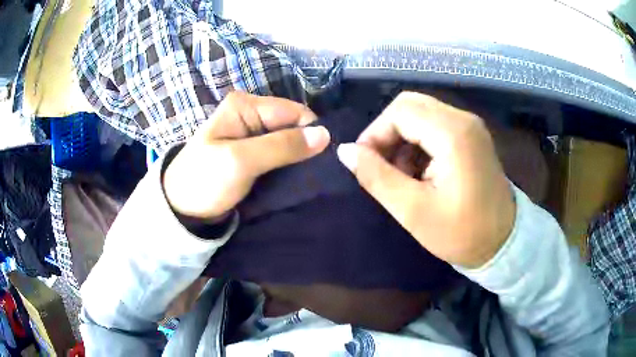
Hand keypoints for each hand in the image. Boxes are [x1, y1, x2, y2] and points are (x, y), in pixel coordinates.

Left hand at [163, 92, 329, 220]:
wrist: (183, 210)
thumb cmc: (205, 181)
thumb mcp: (240, 161)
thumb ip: (282, 146)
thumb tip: (325, 135)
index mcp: (245, 105)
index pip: (293, 112)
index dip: (310, 133)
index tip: (322, 160)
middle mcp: (251, 114)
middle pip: (292, 125)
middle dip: (305, 147)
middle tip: (316, 174)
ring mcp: (252, 134)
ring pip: (289, 141)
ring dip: (299, 159)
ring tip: (308, 179)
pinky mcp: (253, 154)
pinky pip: (280, 155)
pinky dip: (289, 166)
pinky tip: (296, 179)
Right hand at [337, 92, 514, 267]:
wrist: (502, 242)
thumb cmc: (461, 233)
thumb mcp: (413, 211)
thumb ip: (376, 176)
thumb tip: (345, 151)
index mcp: (453, 134)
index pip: (400, 111)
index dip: (375, 133)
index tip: (364, 163)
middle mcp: (463, 120)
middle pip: (410, 106)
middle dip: (387, 133)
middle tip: (381, 167)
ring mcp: (470, 126)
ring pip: (421, 114)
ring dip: (403, 139)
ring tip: (402, 175)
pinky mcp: (471, 136)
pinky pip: (435, 125)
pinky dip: (419, 142)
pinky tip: (419, 171)